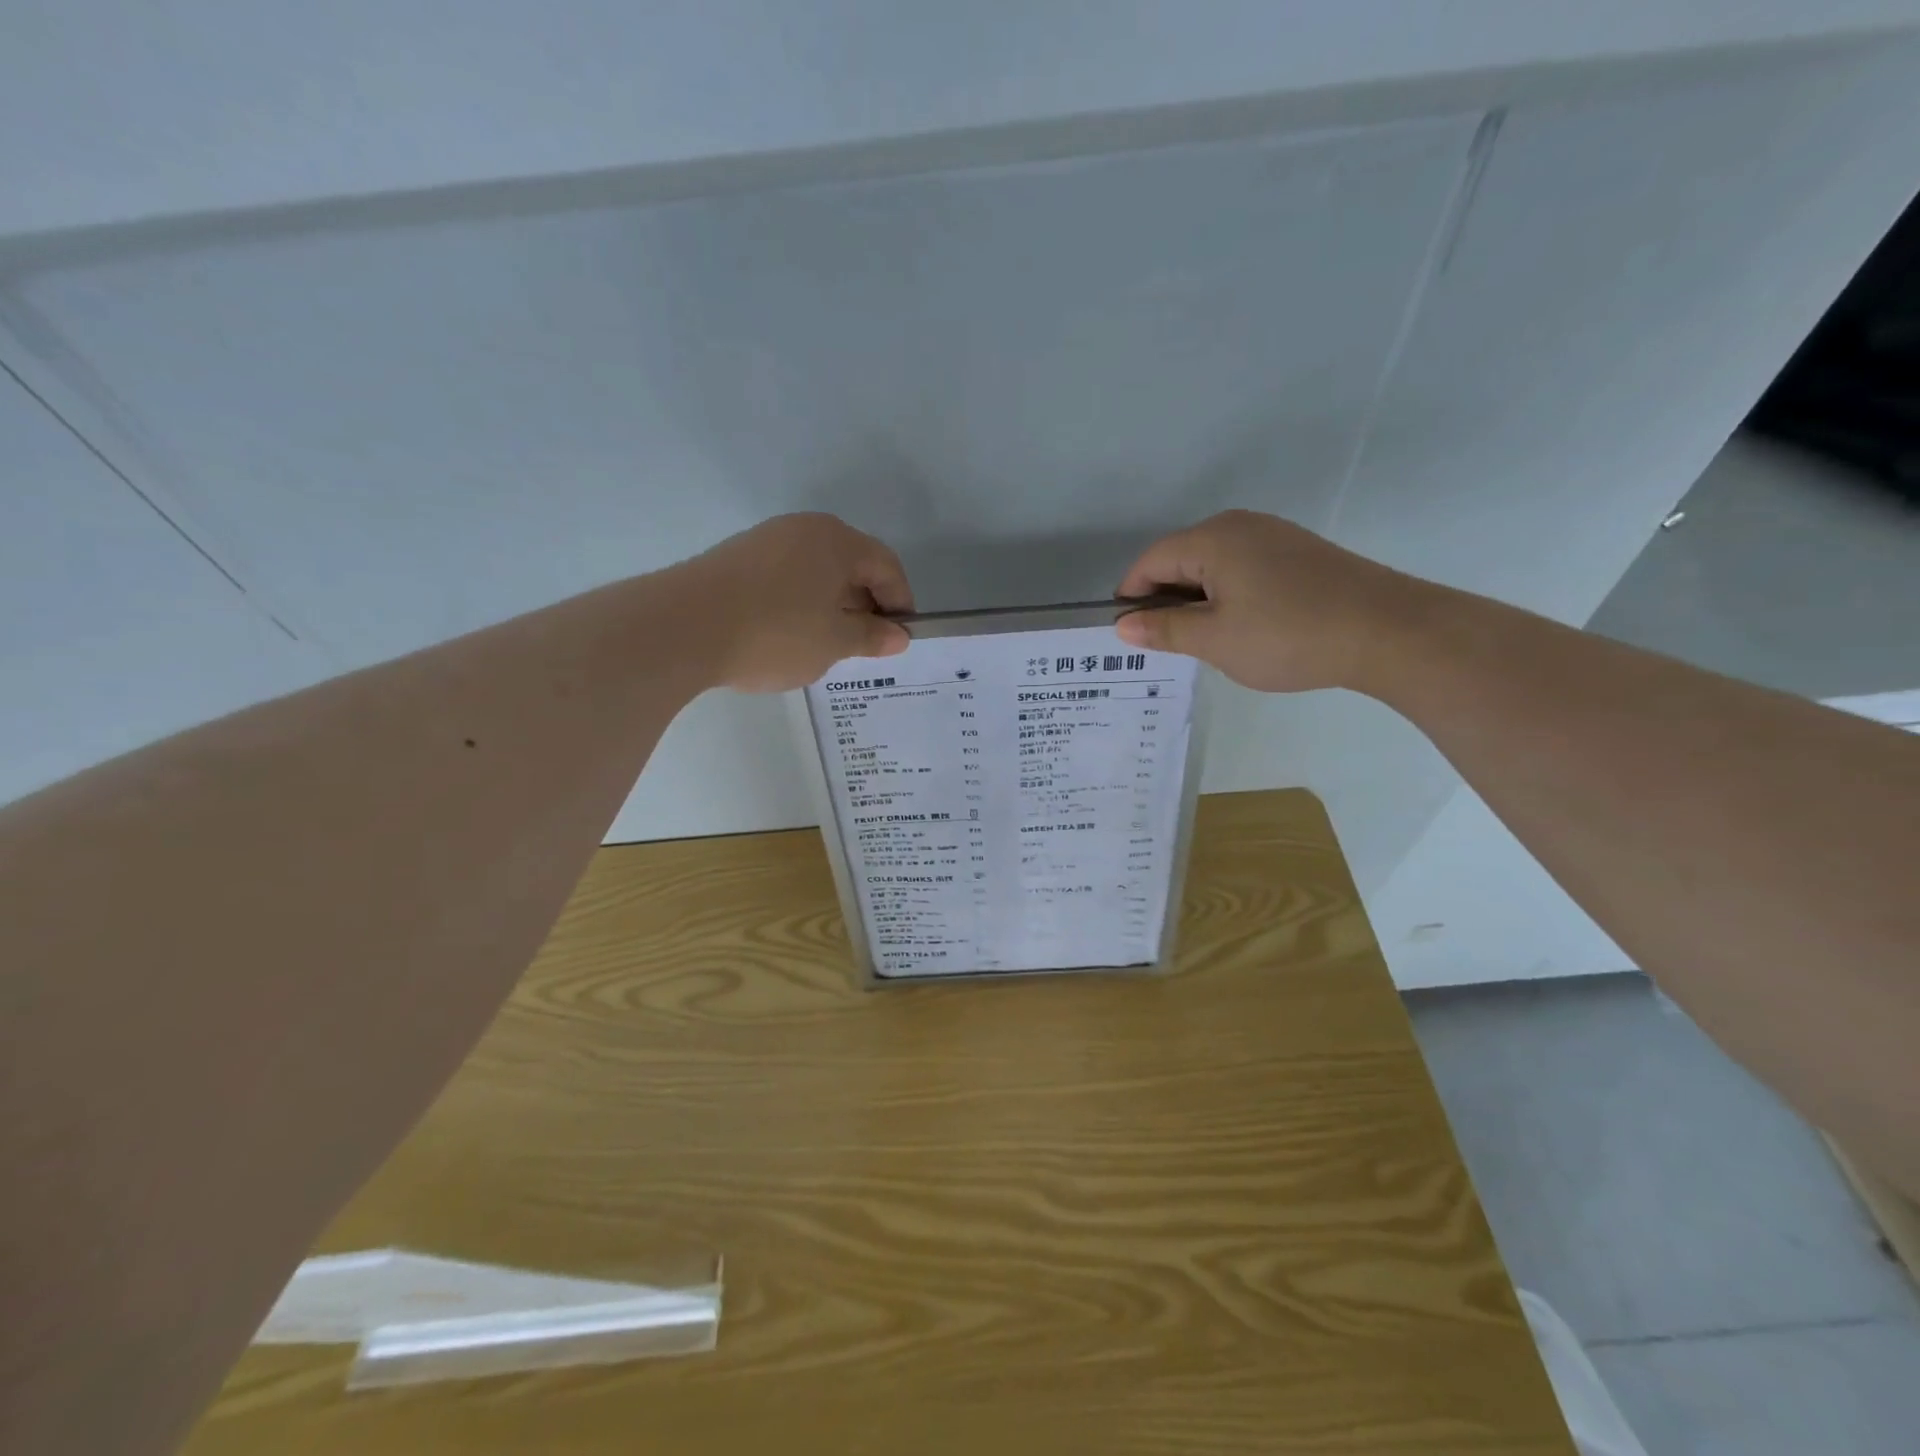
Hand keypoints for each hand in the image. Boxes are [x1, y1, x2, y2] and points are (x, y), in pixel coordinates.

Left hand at [676, 513, 913, 692]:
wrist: (682, 627)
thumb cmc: (775, 632)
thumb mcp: (833, 642)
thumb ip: (870, 636)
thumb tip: (898, 636)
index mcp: (836, 541)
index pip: (886, 565)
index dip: (900, 602)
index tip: (899, 637)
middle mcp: (803, 529)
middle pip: (851, 563)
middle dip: (865, 603)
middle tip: (864, 644)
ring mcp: (765, 540)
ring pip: (816, 571)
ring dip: (831, 604)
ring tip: (825, 643)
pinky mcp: (736, 558)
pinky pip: (785, 577)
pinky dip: (799, 602)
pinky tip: (787, 634)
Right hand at [1114, 510, 1427, 692]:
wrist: (1388, 632)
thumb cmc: (1288, 635)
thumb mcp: (1215, 640)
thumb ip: (1164, 630)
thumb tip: (1122, 625)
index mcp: (1212, 539)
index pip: (1151, 561)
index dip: (1132, 596)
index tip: (1128, 634)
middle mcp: (1240, 525)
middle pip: (1181, 558)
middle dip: (1165, 599)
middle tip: (1165, 644)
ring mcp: (1274, 536)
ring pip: (1213, 564)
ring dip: (1197, 599)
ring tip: (1204, 641)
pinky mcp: (1299, 553)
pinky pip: (1244, 568)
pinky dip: (1228, 595)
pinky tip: (1242, 627)